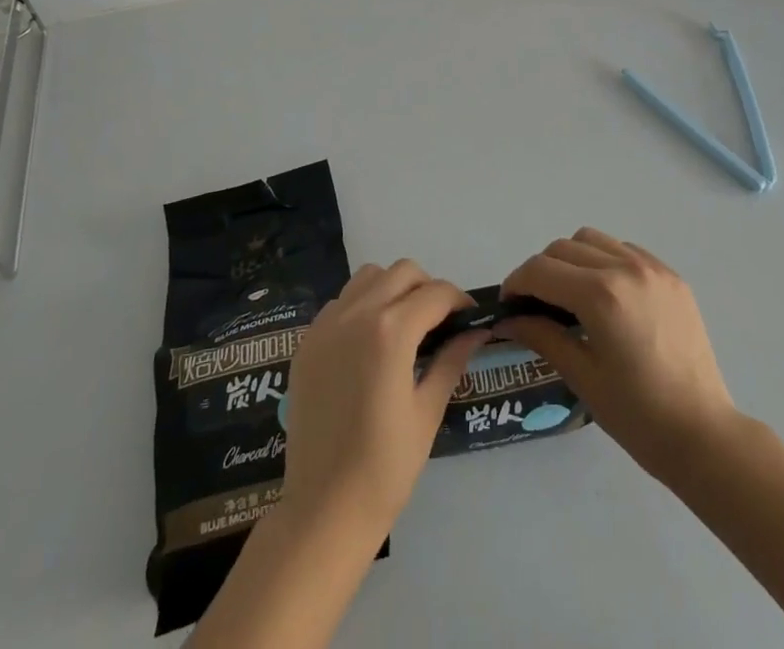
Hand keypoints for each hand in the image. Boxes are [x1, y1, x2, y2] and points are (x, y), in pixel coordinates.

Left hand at [280, 260, 487, 541]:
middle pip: (402, 272)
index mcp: (390, 332)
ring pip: (368, 277)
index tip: (470, 321)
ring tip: (404, 326)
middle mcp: (356, 314)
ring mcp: (326, 325)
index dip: (459, 302)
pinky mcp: (307, 341)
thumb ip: (450, 361)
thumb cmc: (384, 469)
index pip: (435, 293)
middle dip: (427, 289)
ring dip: (392, 289)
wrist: (322, 511)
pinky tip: (369, 344)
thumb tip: (476, 332)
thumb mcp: (427, 412)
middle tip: (439, 324)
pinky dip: (361, 306)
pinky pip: (341, 302)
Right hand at [499, 228, 736, 481]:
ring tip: (572, 297)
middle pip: (563, 248)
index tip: (509, 306)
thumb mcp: (582, 376)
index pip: (540, 270)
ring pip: (593, 240)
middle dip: (541, 272)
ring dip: (572, 260)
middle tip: (537, 306)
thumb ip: (541, 335)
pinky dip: (605, 261)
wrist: (704, 435)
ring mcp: (652, 268)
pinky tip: (607, 297)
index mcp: (600, 295)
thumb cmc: (638, 416)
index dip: (516, 284)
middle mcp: (625, 268)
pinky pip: (624, 250)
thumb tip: (507, 318)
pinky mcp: (671, 276)